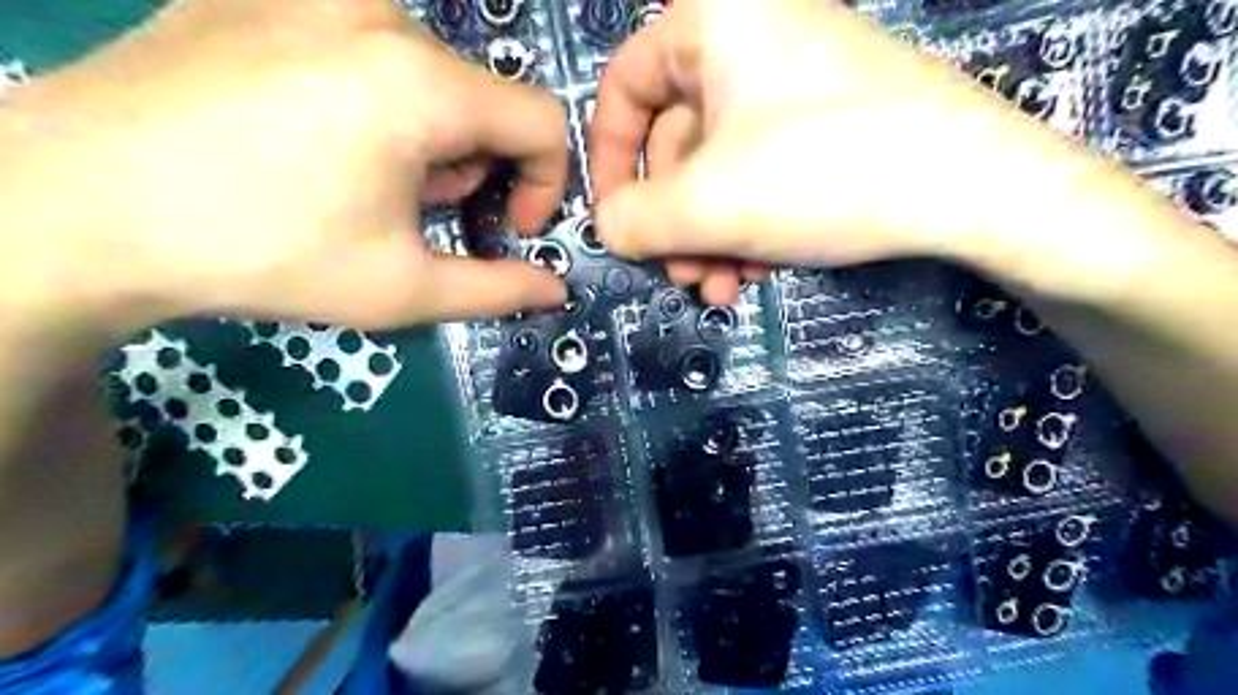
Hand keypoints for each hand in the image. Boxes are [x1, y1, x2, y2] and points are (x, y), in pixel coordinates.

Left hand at [1, 0, 566, 338]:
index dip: (544, 184)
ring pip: (427, 72)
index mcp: (421, 83)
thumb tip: (556, 291)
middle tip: (418, 214)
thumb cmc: (263, 254)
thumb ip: (497, 289)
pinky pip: (363, 45)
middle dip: (473, 168)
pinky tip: (314, 138)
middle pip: (482, 99)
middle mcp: (378, 14)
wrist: (73, 207)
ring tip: (364, 181)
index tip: (508, 228)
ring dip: (427, 136)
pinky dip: (374, 99)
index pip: (542, 121)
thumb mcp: (401, 289)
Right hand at [589, 0, 1128, 307]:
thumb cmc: (824, 174)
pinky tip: (761, 269)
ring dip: (710, 236)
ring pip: (719, 168)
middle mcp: (751, 39)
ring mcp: (794, 82)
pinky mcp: (827, 121)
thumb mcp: (707, 204)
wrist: (976, 189)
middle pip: (676, 142)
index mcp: (714, 23)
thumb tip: (605, 228)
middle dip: (674, 222)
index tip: (615, 219)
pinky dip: (749, 224)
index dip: (608, 160)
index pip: (623, 87)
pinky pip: (762, 171)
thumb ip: (632, 220)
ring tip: (723, 287)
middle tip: (683, 276)